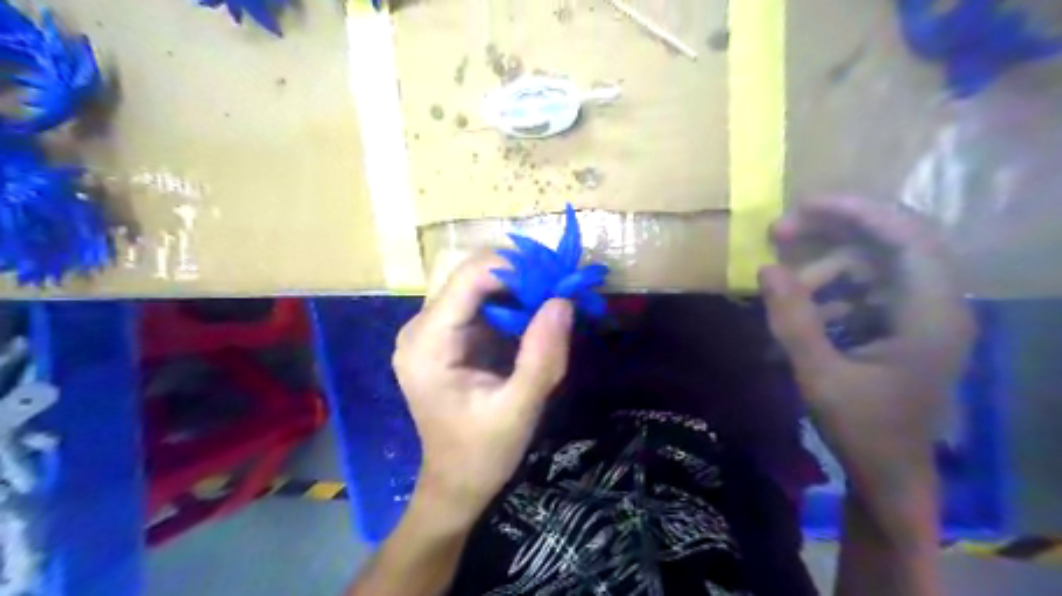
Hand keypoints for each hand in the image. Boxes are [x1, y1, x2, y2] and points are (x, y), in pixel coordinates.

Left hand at [391, 253, 572, 524]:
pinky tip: (537, 320)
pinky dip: (514, 303)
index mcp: (428, 343)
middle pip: (473, 275)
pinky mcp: (448, 335)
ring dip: (520, 288)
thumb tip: (563, 300)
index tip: (558, 281)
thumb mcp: (518, 410)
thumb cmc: (482, 453)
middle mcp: (422, 327)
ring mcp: (433, 329)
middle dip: (521, 277)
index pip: (470, 277)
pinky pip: (483, 303)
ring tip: (554, 304)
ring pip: (480, 284)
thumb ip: (542, 357)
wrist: (456, 482)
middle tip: (562, 291)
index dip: (517, 269)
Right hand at [760, 199, 973, 499]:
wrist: (889, 475)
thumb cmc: (863, 430)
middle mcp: (933, 305)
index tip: (805, 205)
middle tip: (779, 233)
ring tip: (783, 294)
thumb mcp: (820, 376)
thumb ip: (793, 320)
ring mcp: (917, 315)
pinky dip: (828, 293)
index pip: (907, 237)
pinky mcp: (899, 326)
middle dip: (831, 233)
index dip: (858, 212)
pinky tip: (801, 316)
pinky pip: (861, 290)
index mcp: (930, 315)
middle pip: (887, 242)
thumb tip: (766, 268)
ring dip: (822, 270)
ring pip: (868, 266)